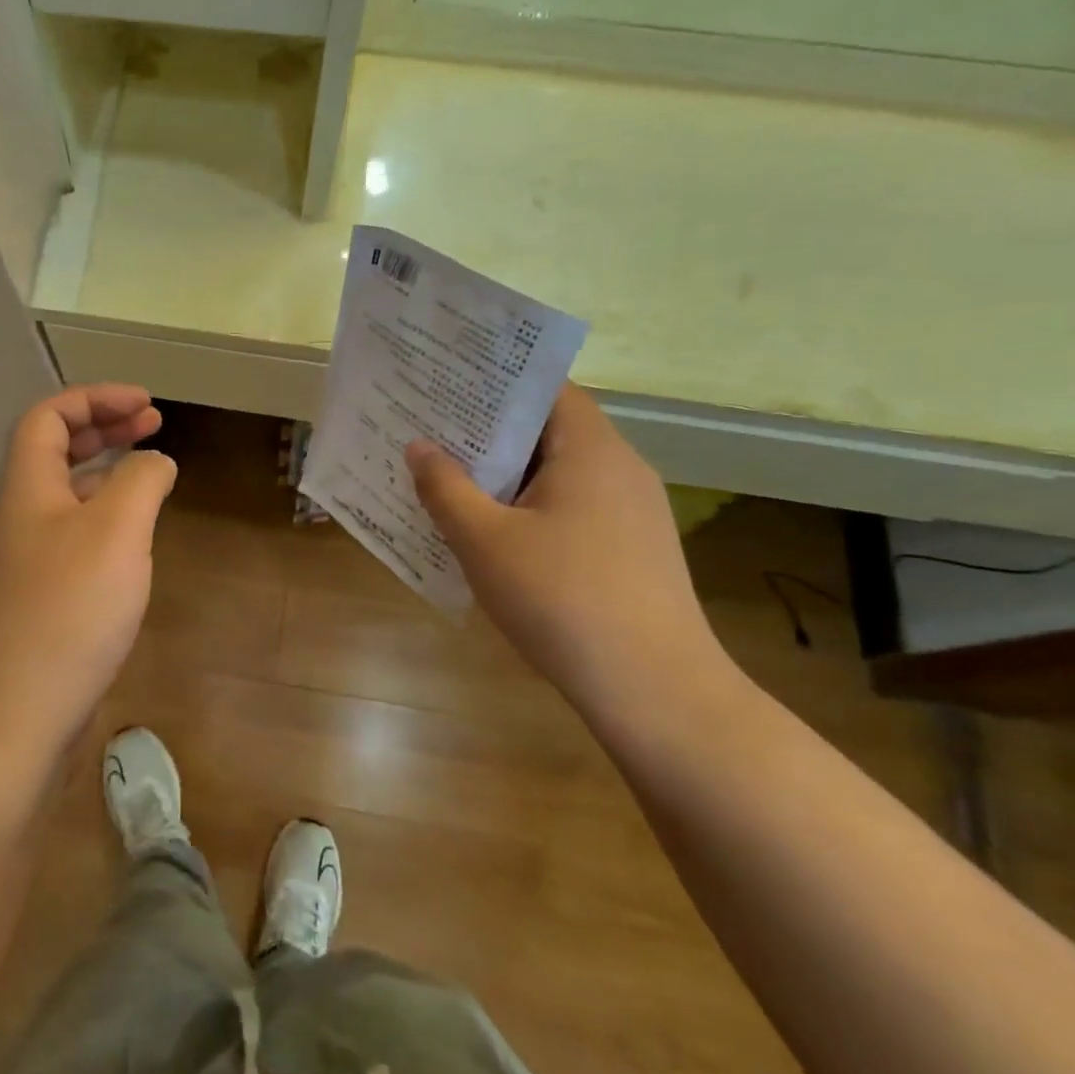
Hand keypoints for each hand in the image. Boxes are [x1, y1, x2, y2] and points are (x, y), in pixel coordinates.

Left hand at [0, 385, 176, 759]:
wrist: (12, 720)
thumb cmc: (67, 613)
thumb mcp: (117, 532)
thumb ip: (141, 481)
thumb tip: (155, 460)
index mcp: (28, 490)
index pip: (48, 418)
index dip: (95, 399)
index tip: (147, 405)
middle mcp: (19, 519)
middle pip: (55, 453)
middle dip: (105, 430)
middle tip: (154, 426)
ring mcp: (23, 565)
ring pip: (65, 499)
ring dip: (106, 477)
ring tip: (151, 479)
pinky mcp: (36, 604)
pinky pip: (72, 542)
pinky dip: (104, 525)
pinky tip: (133, 547)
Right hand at [405, 386, 725, 701]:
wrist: (655, 691)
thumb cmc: (561, 599)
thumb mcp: (485, 540)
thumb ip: (446, 487)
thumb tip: (419, 446)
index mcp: (591, 449)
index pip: (547, 388)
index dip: (497, 382)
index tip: (448, 386)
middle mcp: (620, 468)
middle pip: (550, 430)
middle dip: (490, 432)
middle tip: (433, 433)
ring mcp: (633, 512)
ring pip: (559, 474)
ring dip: (508, 476)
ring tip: (452, 482)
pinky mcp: (633, 550)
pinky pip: (573, 509)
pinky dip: (532, 509)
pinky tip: (496, 537)